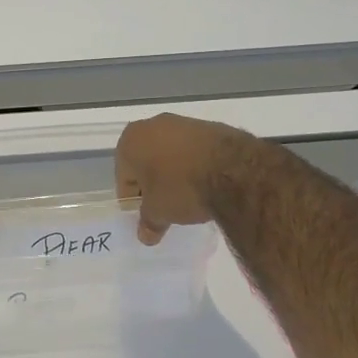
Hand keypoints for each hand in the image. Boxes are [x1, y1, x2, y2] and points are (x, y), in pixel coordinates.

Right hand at [115, 113, 255, 245]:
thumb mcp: (159, 212)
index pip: (124, 177)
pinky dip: (195, 165)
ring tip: (188, 198)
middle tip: (164, 208)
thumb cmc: (181, 188)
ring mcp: (184, 122)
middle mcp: (153, 124)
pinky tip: (206, 184)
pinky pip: (193, 151)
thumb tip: (145, 235)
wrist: (233, 170)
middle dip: (153, 184)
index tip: (146, 216)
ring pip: (170, 154)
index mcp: (131, 140)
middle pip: (146, 162)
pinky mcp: (211, 127)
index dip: (133, 200)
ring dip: (174, 174)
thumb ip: (148, 223)